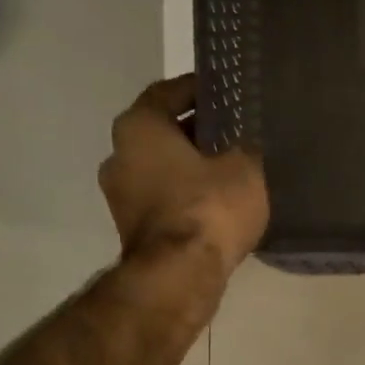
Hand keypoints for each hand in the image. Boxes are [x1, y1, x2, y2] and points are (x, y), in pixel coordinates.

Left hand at [100, 76, 269, 283]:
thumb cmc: (209, 207)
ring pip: (160, 166)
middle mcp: (118, 154)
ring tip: (229, 168)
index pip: (167, 93)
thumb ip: (244, 147)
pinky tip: (216, 201)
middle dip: (194, 130)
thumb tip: (244, 145)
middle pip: (161, 131)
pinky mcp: (131, 228)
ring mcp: (119, 195)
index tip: (223, 92)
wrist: (180, 275)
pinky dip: (185, 194)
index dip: (197, 90)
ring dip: (189, 165)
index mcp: (138, 127)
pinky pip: (162, 197)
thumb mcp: (245, 168)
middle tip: (232, 131)